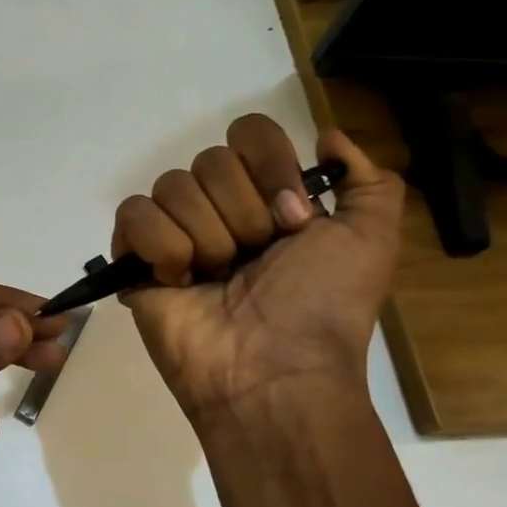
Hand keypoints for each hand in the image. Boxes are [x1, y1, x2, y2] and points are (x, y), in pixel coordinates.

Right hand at [114, 116, 403, 431]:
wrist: (274, 372)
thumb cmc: (323, 307)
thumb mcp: (372, 240)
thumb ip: (370, 181)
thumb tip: (328, 137)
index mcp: (267, 198)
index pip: (250, 134)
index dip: (270, 167)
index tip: (292, 218)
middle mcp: (219, 208)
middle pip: (210, 159)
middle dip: (242, 213)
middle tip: (254, 260)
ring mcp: (174, 232)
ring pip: (172, 185)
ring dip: (206, 238)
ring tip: (216, 279)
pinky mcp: (135, 259)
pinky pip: (134, 214)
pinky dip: (162, 247)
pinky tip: (180, 282)